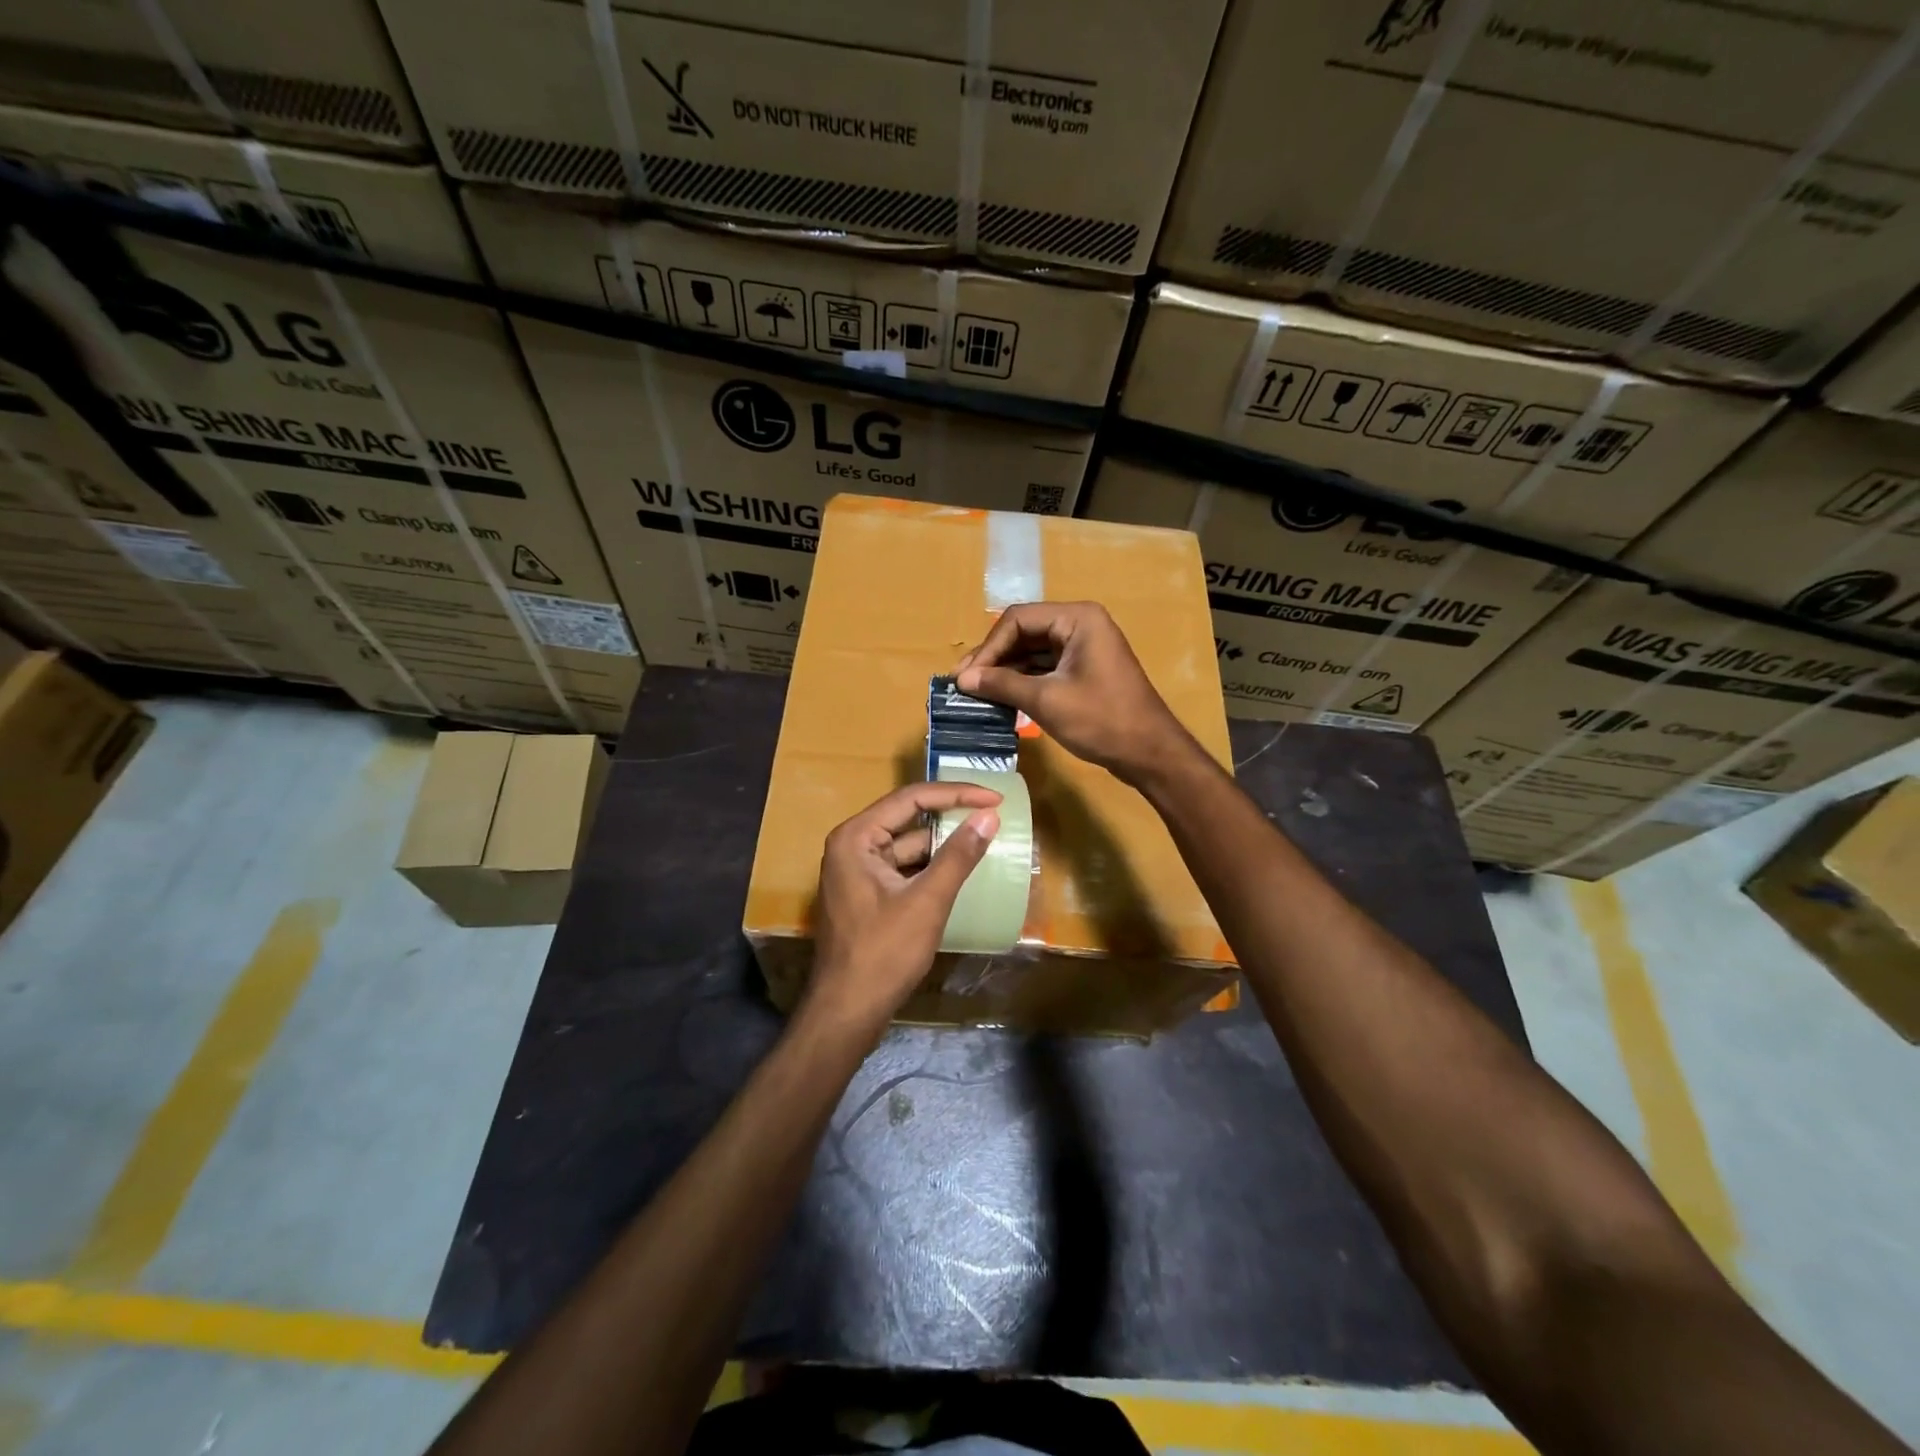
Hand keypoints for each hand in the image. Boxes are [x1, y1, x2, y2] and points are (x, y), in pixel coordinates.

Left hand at [806, 781, 1002, 1037]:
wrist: (847, 1012)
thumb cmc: (884, 953)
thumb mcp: (926, 901)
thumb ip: (958, 855)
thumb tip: (989, 817)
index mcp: (856, 837)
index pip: (911, 799)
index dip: (956, 794)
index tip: (995, 798)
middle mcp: (852, 846)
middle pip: (908, 818)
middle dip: (950, 815)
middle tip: (992, 813)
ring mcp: (857, 871)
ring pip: (908, 845)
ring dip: (943, 844)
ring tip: (984, 839)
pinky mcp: (866, 894)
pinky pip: (904, 868)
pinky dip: (931, 867)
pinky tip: (960, 870)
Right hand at [955, 602, 1193, 785]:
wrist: (1149, 752)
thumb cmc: (1101, 720)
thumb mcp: (1046, 700)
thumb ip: (1002, 684)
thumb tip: (962, 679)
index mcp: (1077, 618)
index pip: (1017, 620)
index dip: (988, 648)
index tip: (965, 677)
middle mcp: (1080, 624)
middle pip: (1024, 632)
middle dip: (994, 658)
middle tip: (964, 684)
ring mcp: (1084, 647)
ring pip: (1032, 651)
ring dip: (1005, 671)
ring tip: (976, 693)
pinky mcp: (1084, 670)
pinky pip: (1045, 667)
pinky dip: (1023, 681)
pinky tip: (1001, 698)